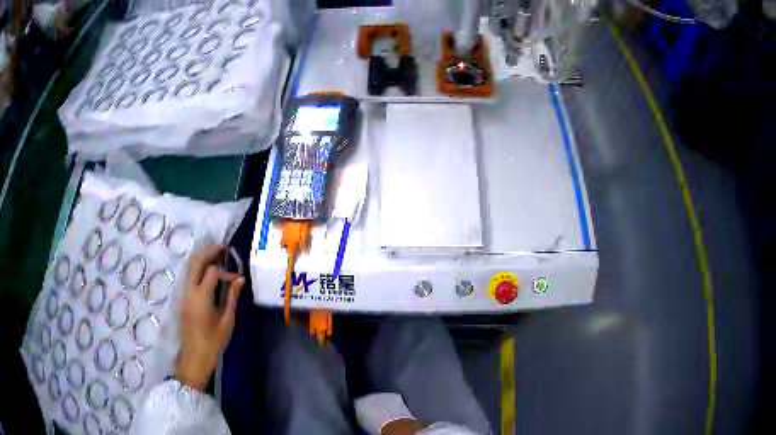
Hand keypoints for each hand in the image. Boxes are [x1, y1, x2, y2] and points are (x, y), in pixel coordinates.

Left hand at [175, 246, 243, 389]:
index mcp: (201, 296)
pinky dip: (198, 267)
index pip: (213, 272)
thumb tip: (240, 279)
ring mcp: (183, 293)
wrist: (194, 356)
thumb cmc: (213, 342)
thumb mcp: (227, 321)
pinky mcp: (182, 298)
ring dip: (202, 257)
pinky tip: (208, 272)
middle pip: (196, 261)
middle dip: (209, 251)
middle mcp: (189, 290)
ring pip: (189, 266)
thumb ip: (232, 297)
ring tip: (217, 256)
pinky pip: (189, 276)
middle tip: (224, 249)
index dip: (226, 271)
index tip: (237, 279)